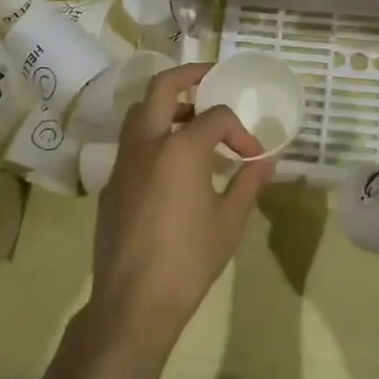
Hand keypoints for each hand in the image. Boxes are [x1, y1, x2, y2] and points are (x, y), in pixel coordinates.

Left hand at [88, 63, 275, 349]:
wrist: (133, 303)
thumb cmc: (189, 261)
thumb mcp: (230, 221)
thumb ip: (248, 182)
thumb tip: (267, 159)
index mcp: (180, 148)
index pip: (216, 117)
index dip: (240, 131)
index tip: (253, 155)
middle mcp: (147, 142)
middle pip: (162, 87)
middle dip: (189, 75)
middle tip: (211, 79)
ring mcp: (123, 161)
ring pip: (140, 111)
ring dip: (167, 104)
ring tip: (193, 119)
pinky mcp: (111, 182)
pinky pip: (132, 142)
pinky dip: (153, 134)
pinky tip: (172, 163)